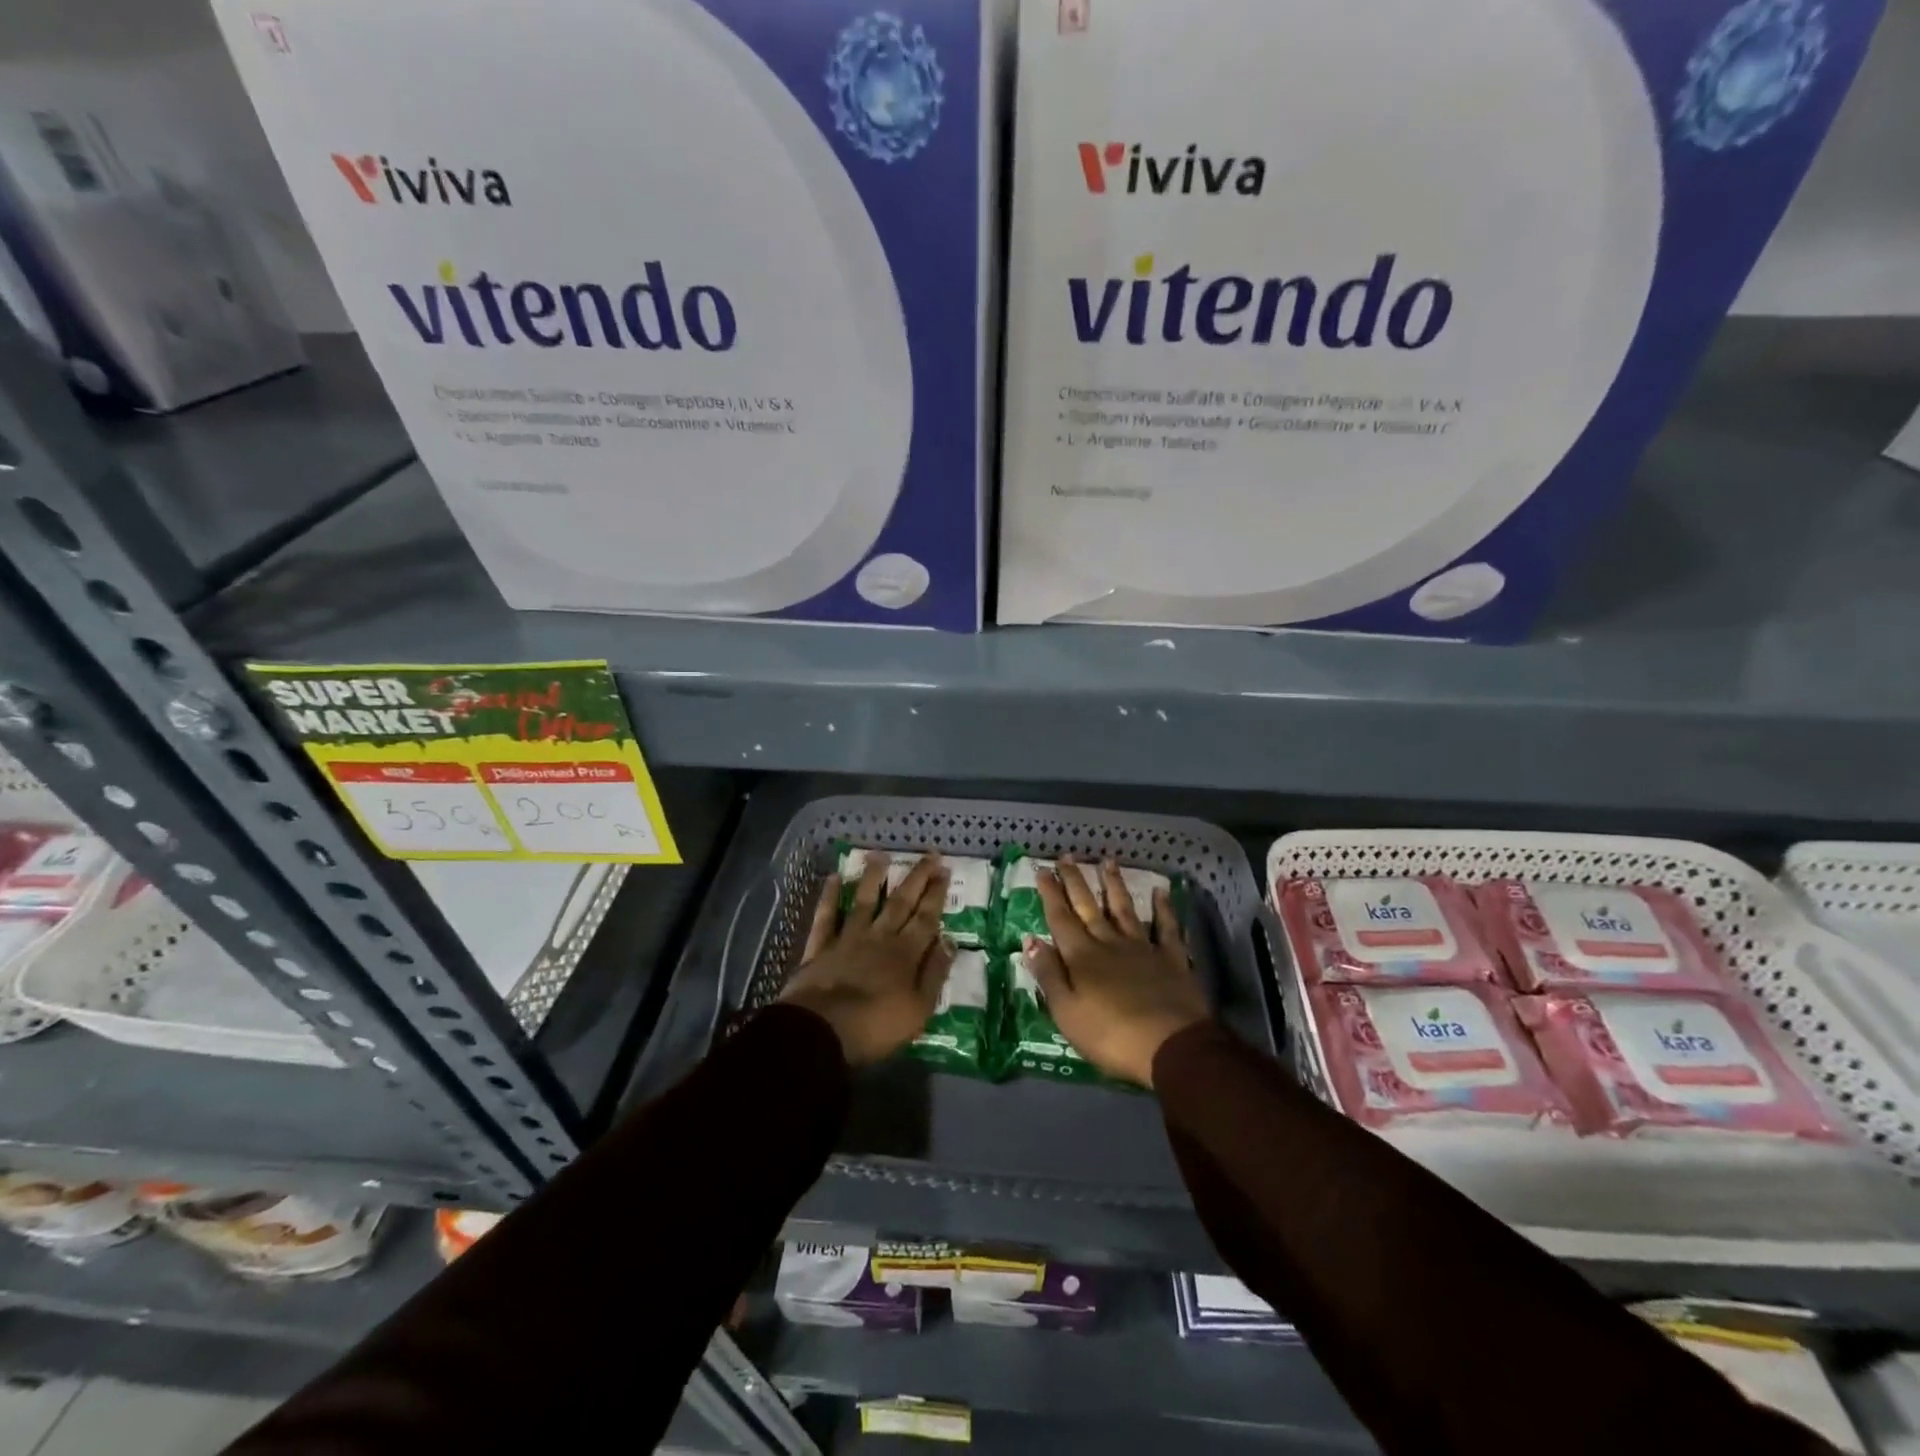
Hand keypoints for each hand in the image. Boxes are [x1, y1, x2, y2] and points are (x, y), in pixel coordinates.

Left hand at [779, 852, 953, 1065]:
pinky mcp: (820, 947)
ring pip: (863, 901)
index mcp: (906, 953)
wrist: (821, 1031)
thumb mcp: (919, 1009)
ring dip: (873, 877)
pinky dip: (828, 896)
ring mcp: (848, 939)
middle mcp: (879, 937)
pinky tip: (832, 878)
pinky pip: (825, 916)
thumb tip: (949, 941)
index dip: (936, 893)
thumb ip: (934, 973)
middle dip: (916, 878)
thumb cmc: (876, 1027)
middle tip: (928, 855)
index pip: (926, 917)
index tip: (944, 870)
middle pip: (900, 902)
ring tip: (880, 854)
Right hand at [1026, 857, 1208, 1087]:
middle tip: (1067, 856)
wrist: (1171, 1046)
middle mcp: (1110, 943)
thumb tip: (1030, 939)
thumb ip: (1048, 974)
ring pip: (1125, 909)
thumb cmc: (1111, 1036)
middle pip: (1089, 907)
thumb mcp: (1067, 1012)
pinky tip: (1161, 891)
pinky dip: (1164, 908)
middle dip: (1076, 881)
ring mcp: (1143, 948)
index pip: (1060, 918)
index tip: (1043, 870)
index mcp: (1081, 957)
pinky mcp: (1172, 959)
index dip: (1050, 894)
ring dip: (1114, 884)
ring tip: (1107, 861)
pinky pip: (1167, 928)